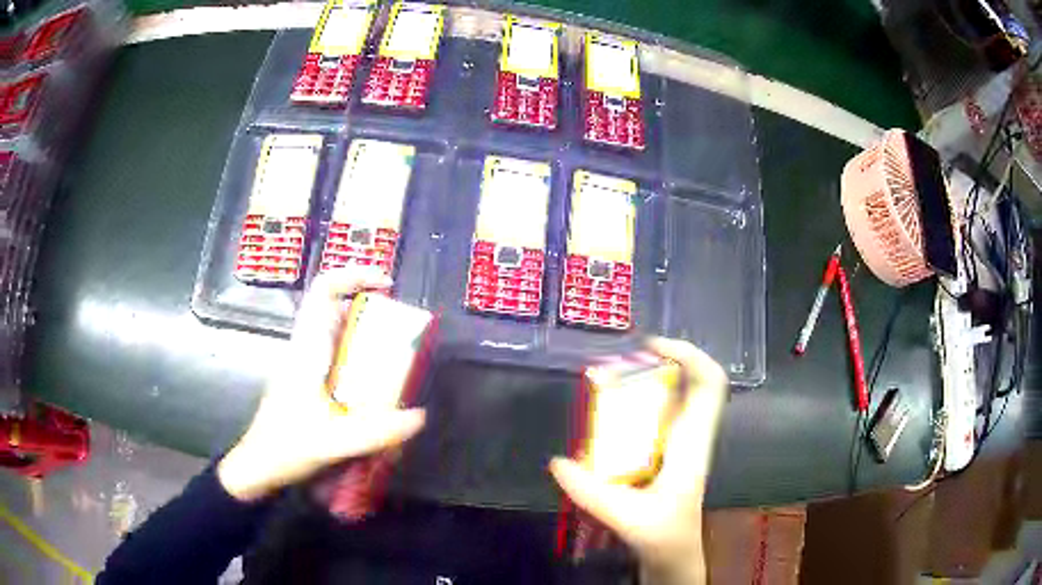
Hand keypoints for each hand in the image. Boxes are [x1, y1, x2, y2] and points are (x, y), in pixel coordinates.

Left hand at [218, 267, 426, 501]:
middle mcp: (305, 349)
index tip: (386, 284)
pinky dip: (359, 357)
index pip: (322, 291)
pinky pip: (336, 355)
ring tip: (396, 353)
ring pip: (336, 332)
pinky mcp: (307, 381)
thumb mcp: (332, 441)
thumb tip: (420, 416)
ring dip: (365, 332)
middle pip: (335, 307)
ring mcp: (305, 365)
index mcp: (306, 349)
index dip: (353, 275)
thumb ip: (375, 432)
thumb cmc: (286, 446)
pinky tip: (375, 386)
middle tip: (401, 326)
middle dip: (369, 307)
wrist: (259, 465)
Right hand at [550, 338, 727, 584]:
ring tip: (607, 382)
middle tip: (619, 362)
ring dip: (647, 383)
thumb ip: (591, 492)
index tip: (652, 346)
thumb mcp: (627, 517)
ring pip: (673, 398)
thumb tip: (557, 462)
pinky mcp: (665, 455)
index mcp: (692, 442)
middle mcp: (689, 436)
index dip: (689, 354)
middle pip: (691, 382)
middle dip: (660, 363)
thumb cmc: (664, 536)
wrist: (672, 555)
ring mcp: (679, 444)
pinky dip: (636, 407)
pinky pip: (657, 417)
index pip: (710, 384)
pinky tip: (606, 418)